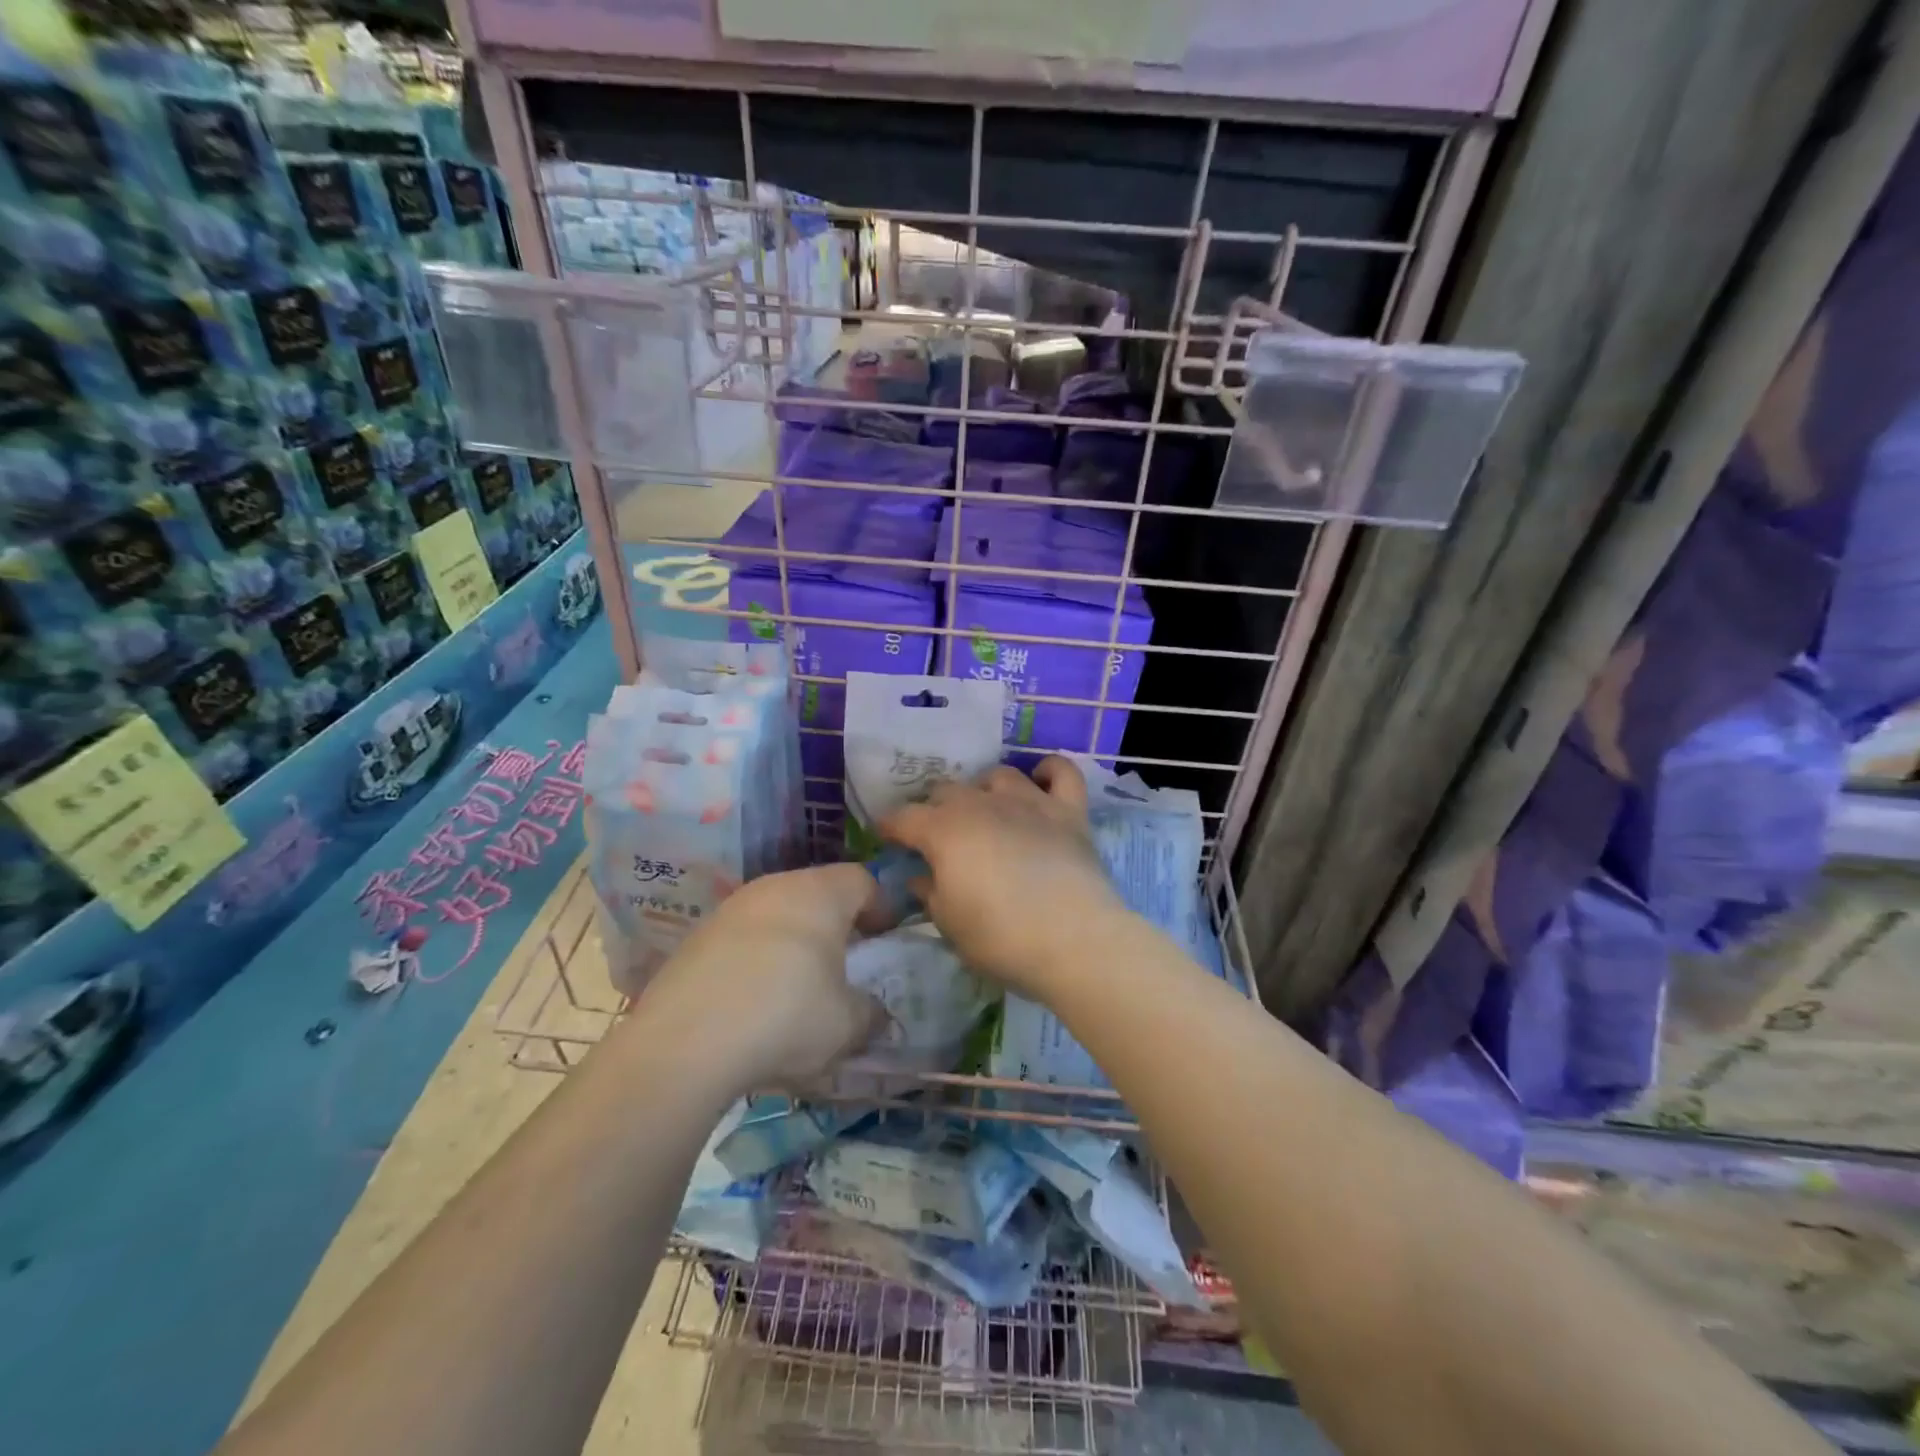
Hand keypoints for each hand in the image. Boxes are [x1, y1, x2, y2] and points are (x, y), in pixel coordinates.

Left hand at [638, 863, 885, 1094]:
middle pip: (816, 892)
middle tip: (843, 963)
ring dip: (791, 941)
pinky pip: (741, 938)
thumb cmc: (786, 1017)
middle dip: (834, 924)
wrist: (684, 1044)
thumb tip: (873, 1012)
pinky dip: (754, 959)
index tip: (883, 940)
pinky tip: (751, 1001)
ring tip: (795, 986)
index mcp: (819, 894)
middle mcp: (774, 887)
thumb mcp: (847, 1024)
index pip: (862, 880)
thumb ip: (870, 1012)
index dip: (880, 907)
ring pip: (776, 913)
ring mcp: (730, 909)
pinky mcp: (695, 937)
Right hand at [880, 756, 1124, 1002]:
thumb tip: (920, 876)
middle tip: (936, 836)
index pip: (903, 817)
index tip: (885, 837)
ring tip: (985, 811)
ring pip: (997, 775)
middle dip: (934, 809)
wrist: (1075, 940)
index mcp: (944, 831)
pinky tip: (1041, 782)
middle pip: (947, 790)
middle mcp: (983, 804)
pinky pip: (1061, 771)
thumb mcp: (950, 924)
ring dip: (984, 789)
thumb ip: (930, 892)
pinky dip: (1049, 771)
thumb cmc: (1001, 938)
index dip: (889, 826)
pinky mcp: (1068, 810)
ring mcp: (1029, 802)